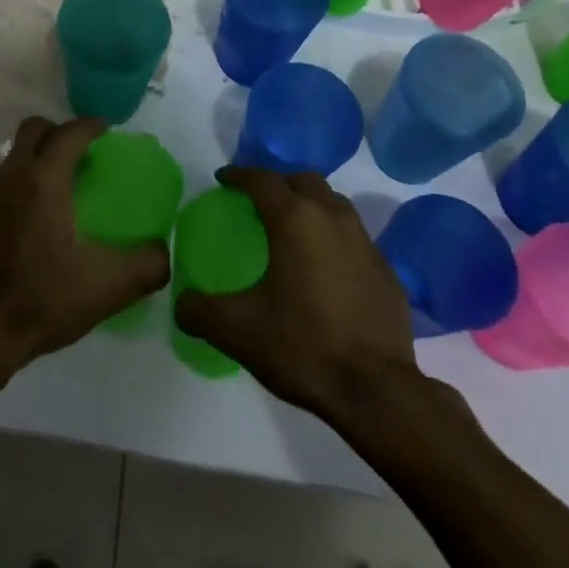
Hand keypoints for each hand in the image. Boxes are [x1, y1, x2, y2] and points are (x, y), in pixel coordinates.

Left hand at [0, 116, 169, 373]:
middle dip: (63, 131)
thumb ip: (147, 265)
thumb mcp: (108, 287)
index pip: (69, 133)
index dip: (91, 126)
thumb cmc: (43, 300)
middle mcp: (14, 175)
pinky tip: (47, 211)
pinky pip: (10, 174)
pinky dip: (29, 174)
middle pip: (36, 129)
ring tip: (70, 181)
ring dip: (44, 152)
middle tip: (88, 153)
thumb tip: (162, 250)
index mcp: (44, 180)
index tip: (110, 132)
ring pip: (19, 151)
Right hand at [175, 166, 423, 421]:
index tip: (223, 179)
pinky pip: (356, 239)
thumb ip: (200, 311)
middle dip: (279, 184)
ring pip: (335, 204)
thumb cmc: (303, 347)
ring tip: (294, 230)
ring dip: (311, 206)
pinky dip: (336, 240)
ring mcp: (366, 244)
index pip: (262, 179)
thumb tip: (182, 304)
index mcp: (294, 220)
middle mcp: (332, 219)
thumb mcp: (237, 332)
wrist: (376, 392)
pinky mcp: (387, 272)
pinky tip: (327, 270)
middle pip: (303, 181)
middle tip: (260, 203)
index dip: (239, 175)